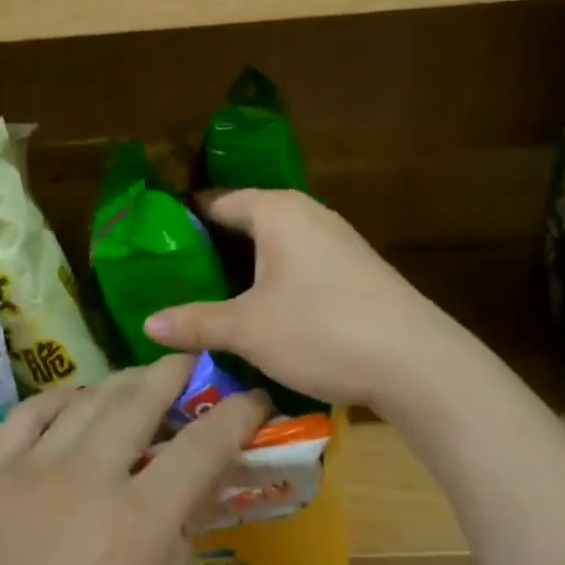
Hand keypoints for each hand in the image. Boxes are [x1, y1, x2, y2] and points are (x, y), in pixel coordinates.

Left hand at [0, 355, 270, 564]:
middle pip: (139, 400)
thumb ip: (177, 548)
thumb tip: (185, 501)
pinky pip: (29, 415)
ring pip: (87, 399)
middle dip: (173, 373)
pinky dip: (57, 400)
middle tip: (191, 363)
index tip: (255, 398)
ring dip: (120, 381)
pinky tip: (72, 402)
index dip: (237, 415)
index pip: (202, 447)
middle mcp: (90, 476)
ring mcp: (36, 469)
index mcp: (140, 520)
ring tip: (138, 380)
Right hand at [143, 189, 444, 410]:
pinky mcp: (353, 271)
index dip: (182, 221)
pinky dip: (270, 282)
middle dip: (209, 249)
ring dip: (241, 269)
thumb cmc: (321, 330)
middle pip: (244, 222)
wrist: (417, 363)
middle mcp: (306, 215)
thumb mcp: (248, 329)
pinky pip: (296, 265)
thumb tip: (147, 325)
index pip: (216, 201)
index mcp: (276, 211)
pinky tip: (256, 312)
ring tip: (204, 297)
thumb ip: (195, 322)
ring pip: (272, 247)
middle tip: (170, 277)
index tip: (151, 245)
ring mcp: (335, 242)